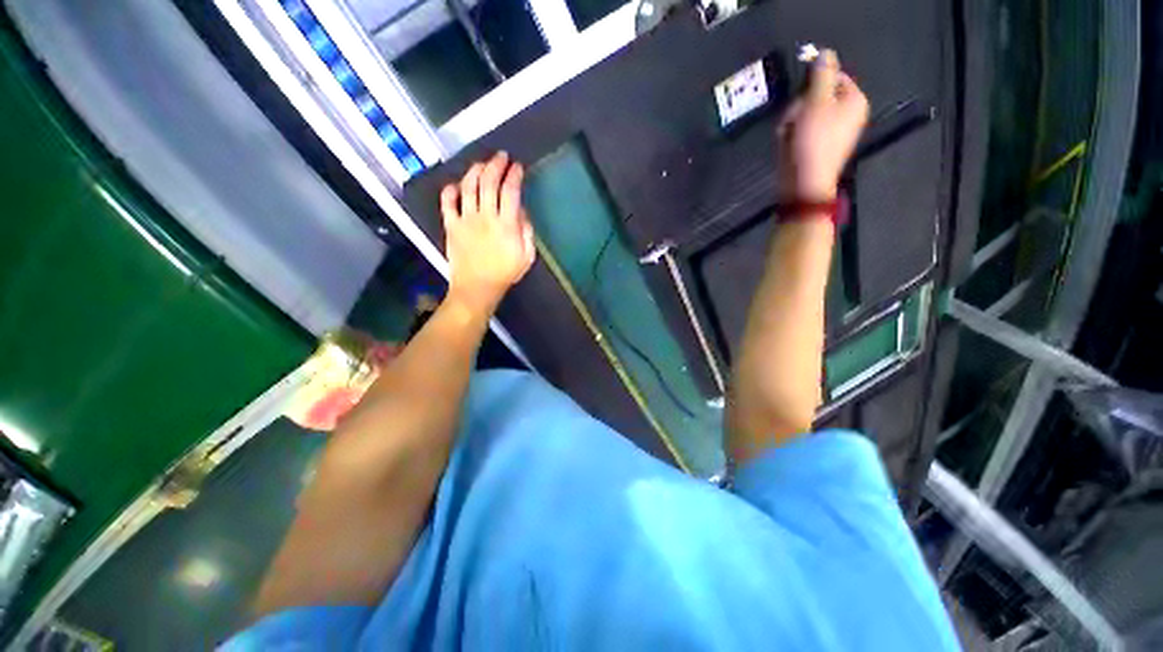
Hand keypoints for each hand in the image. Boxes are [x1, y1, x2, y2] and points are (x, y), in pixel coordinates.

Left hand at [440, 152, 536, 315]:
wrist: (477, 288)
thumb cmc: (505, 273)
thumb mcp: (527, 256)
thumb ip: (526, 231)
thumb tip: (520, 210)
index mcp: (506, 224)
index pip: (510, 191)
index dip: (514, 175)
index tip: (518, 167)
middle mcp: (485, 216)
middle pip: (488, 182)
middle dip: (496, 165)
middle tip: (501, 157)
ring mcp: (465, 219)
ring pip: (468, 187)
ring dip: (475, 171)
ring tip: (482, 164)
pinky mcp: (451, 225)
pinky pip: (447, 203)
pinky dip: (450, 191)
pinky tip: (456, 185)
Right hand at [776, 50, 868, 199]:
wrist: (804, 183)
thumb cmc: (813, 140)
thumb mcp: (816, 101)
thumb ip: (822, 74)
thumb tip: (825, 52)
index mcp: (854, 100)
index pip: (833, 76)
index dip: (813, 83)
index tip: (800, 95)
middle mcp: (847, 114)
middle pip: (818, 96)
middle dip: (799, 106)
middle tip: (793, 119)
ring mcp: (833, 132)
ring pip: (806, 114)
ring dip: (792, 121)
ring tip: (787, 134)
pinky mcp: (818, 147)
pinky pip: (803, 131)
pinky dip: (792, 135)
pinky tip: (786, 144)